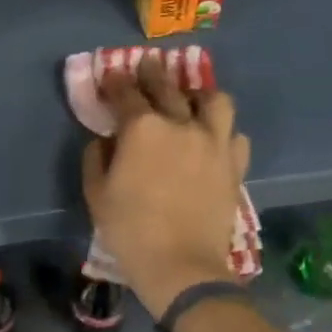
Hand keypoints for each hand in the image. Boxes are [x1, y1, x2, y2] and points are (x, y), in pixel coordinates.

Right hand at [82, 55, 250, 318]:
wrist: (182, 266)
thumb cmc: (130, 230)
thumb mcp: (96, 195)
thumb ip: (96, 158)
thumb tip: (105, 140)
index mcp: (142, 128)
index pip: (126, 92)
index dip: (116, 81)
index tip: (111, 75)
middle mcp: (181, 124)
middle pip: (167, 86)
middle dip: (153, 72)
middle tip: (148, 64)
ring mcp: (213, 142)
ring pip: (214, 100)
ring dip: (199, 94)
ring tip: (192, 98)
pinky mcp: (234, 164)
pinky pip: (235, 135)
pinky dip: (223, 131)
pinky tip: (214, 138)